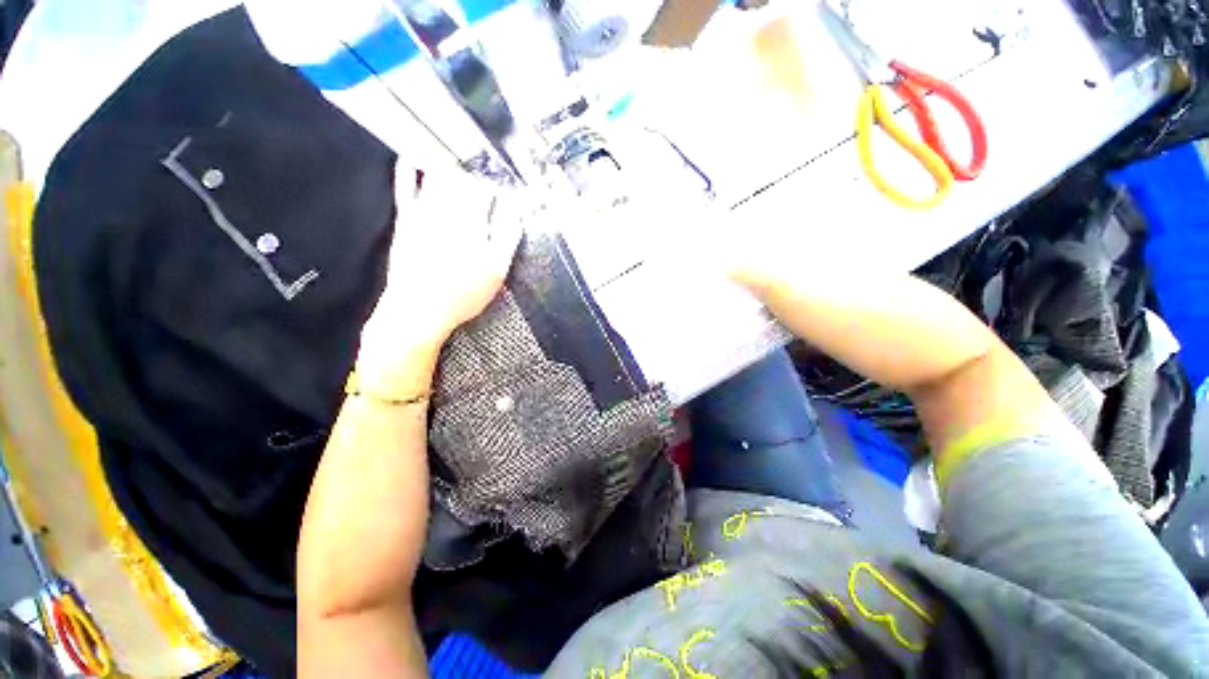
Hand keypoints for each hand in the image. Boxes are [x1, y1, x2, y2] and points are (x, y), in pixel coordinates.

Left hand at [358, 164, 522, 384]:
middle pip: (464, 182)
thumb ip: (507, 239)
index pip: (488, 194)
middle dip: (475, 171)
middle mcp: (449, 213)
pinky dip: (407, 171)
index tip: (504, 182)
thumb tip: (515, 214)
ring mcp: (425, 215)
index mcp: (474, 225)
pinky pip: (405, 189)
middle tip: (482, 162)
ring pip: (438, 180)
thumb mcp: (496, 272)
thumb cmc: (461, 295)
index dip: (498, 185)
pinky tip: (411, 158)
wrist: (418, 309)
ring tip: (459, 155)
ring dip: (449, 164)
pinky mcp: (407, 221)